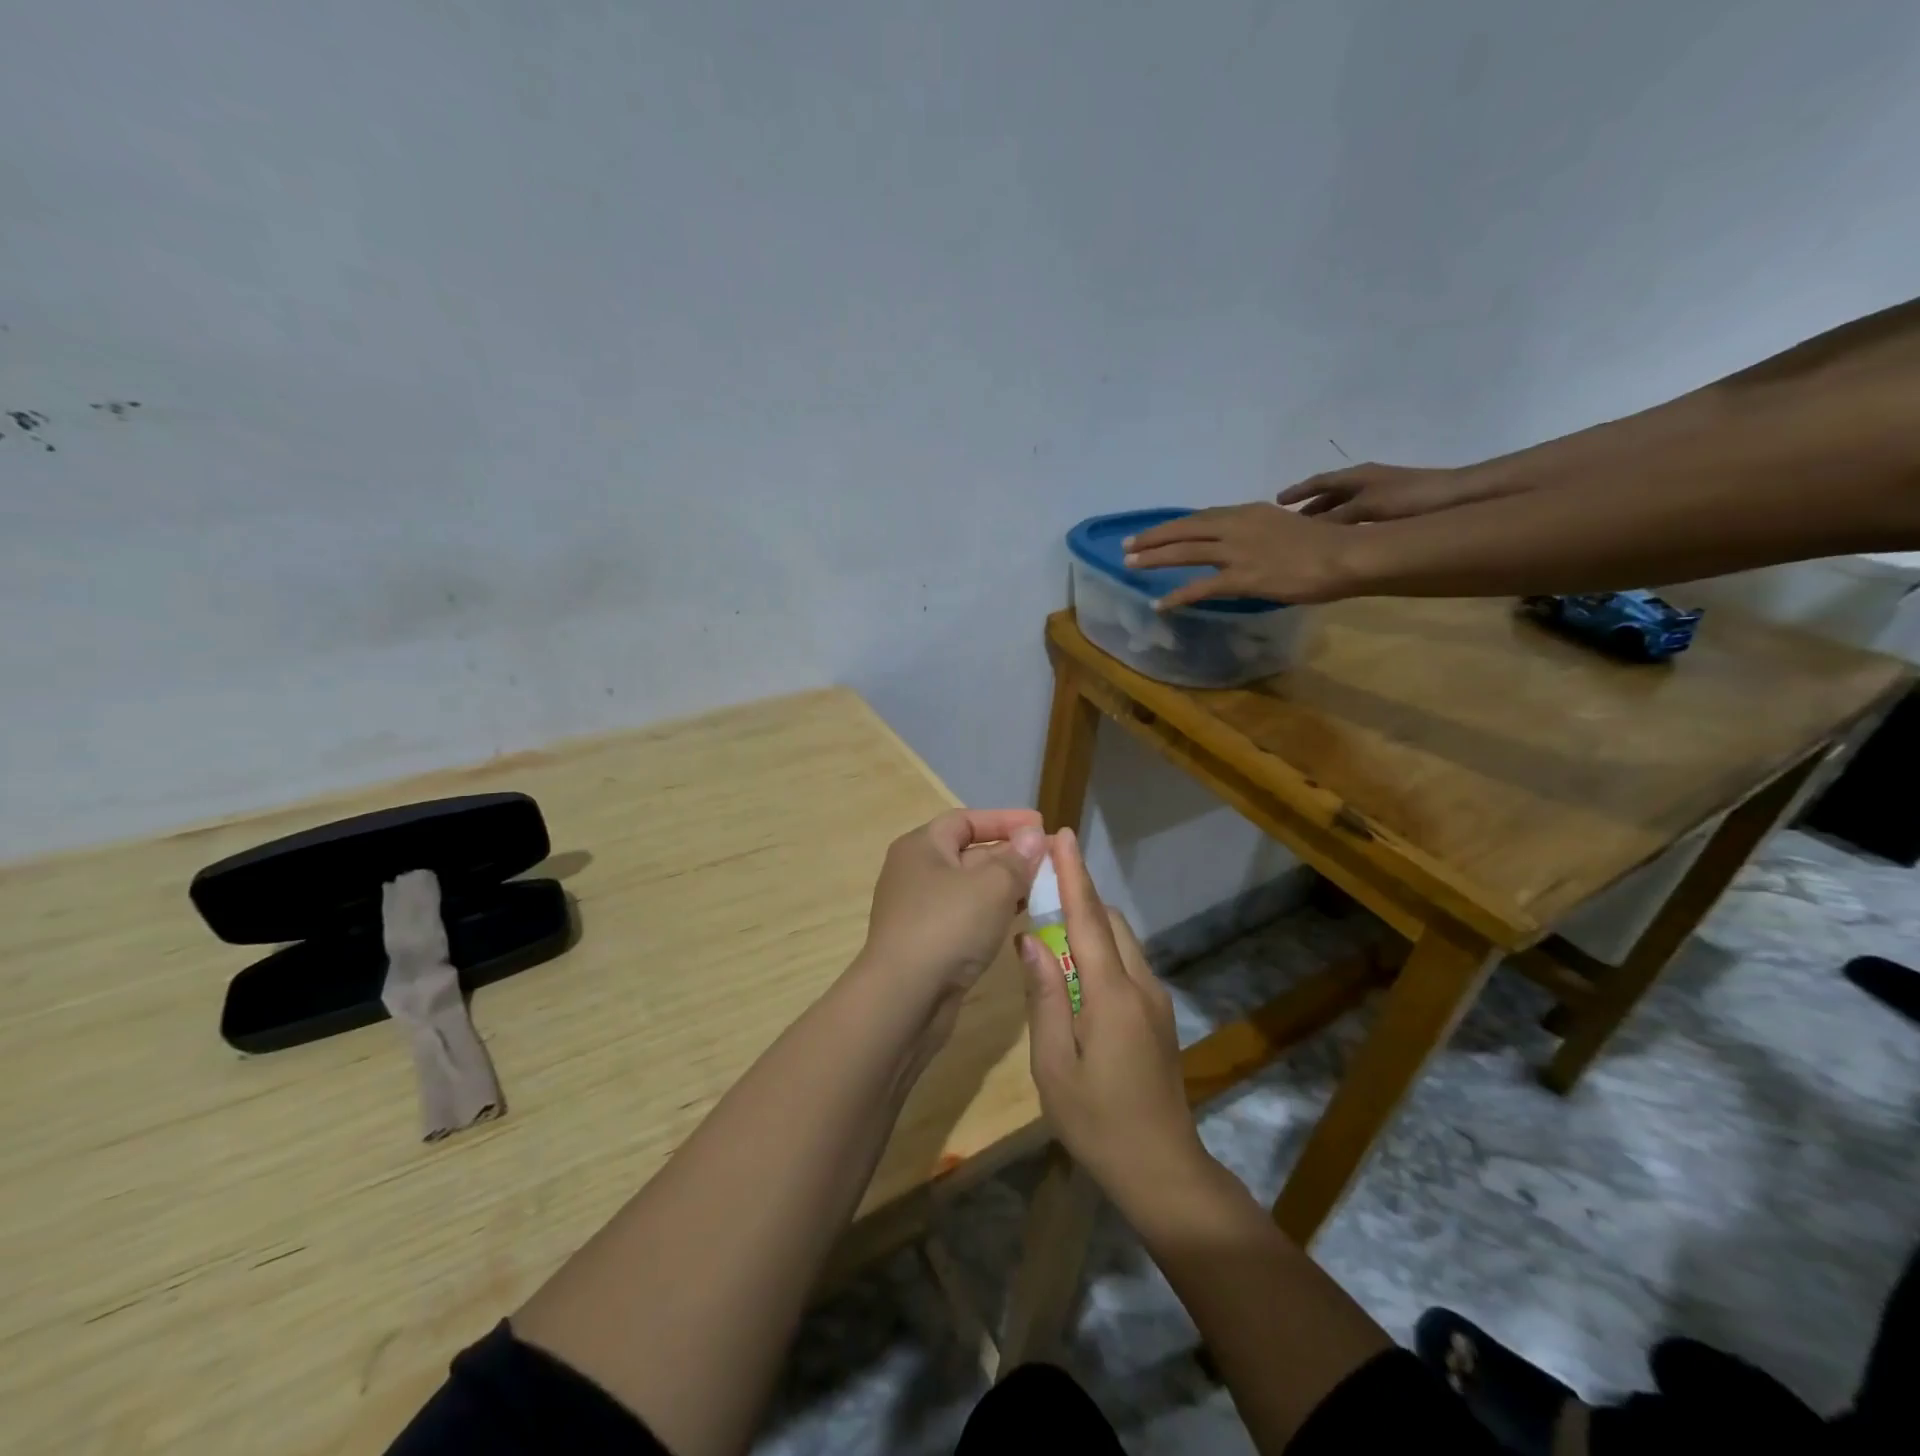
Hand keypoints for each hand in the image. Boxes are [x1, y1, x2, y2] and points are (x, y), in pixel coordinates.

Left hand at [859, 809, 1045, 1020]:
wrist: (903, 999)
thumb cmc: (947, 927)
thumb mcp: (991, 886)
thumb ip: (1016, 859)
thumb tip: (1032, 835)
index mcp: (921, 846)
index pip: (966, 820)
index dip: (1005, 820)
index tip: (1040, 825)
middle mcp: (916, 872)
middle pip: (969, 853)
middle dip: (1010, 854)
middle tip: (1050, 861)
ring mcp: (920, 909)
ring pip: (970, 887)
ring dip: (1005, 886)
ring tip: (1043, 889)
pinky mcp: (928, 942)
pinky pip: (966, 915)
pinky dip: (992, 912)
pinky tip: (1018, 919)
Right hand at [1017, 828, 1208, 1203]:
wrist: (1163, 1170)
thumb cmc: (1098, 1122)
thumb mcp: (1053, 1065)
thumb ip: (1043, 997)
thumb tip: (1030, 941)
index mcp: (1112, 994)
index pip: (1088, 918)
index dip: (1074, 874)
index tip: (1061, 836)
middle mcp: (1140, 985)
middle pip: (1108, 921)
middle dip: (1078, 894)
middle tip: (1040, 886)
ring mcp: (1155, 1000)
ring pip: (1121, 941)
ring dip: (1089, 922)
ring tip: (1050, 925)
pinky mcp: (1158, 1016)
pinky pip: (1127, 963)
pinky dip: (1100, 949)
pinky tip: (1073, 971)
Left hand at [1122, 502, 1355, 608]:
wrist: (1345, 555)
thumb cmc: (1326, 543)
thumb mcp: (1287, 526)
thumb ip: (1261, 532)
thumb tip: (1246, 543)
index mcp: (1248, 512)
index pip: (1200, 517)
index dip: (1173, 525)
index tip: (1153, 531)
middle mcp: (1236, 527)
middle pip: (1184, 530)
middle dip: (1152, 538)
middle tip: (1127, 546)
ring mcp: (1237, 552)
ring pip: (1185, 552)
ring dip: (1154, 558)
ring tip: (1130, 565)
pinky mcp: (1242, 578)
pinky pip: (1201, 588)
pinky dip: (1177, 596)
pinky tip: (1160, 604)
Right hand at [1277, 462, 1471, 522]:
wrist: (1459, 498)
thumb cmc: (1411, 498)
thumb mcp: (1365, 509)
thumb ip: (1334, 520)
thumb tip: (1305, 531)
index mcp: (1356, 476)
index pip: (1318, 482)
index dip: (1297, 492)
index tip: (1276, 503)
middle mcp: (1366, 482)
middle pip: (1329, 495)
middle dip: (1309, 508)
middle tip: (1289, 525)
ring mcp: (1380, 494)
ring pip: (1343, 507)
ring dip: (1326, 519)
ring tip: (1310, 536)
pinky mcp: (1392, 508)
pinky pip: (1356, 517)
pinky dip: (1343, 526)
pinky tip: (1340, 541)